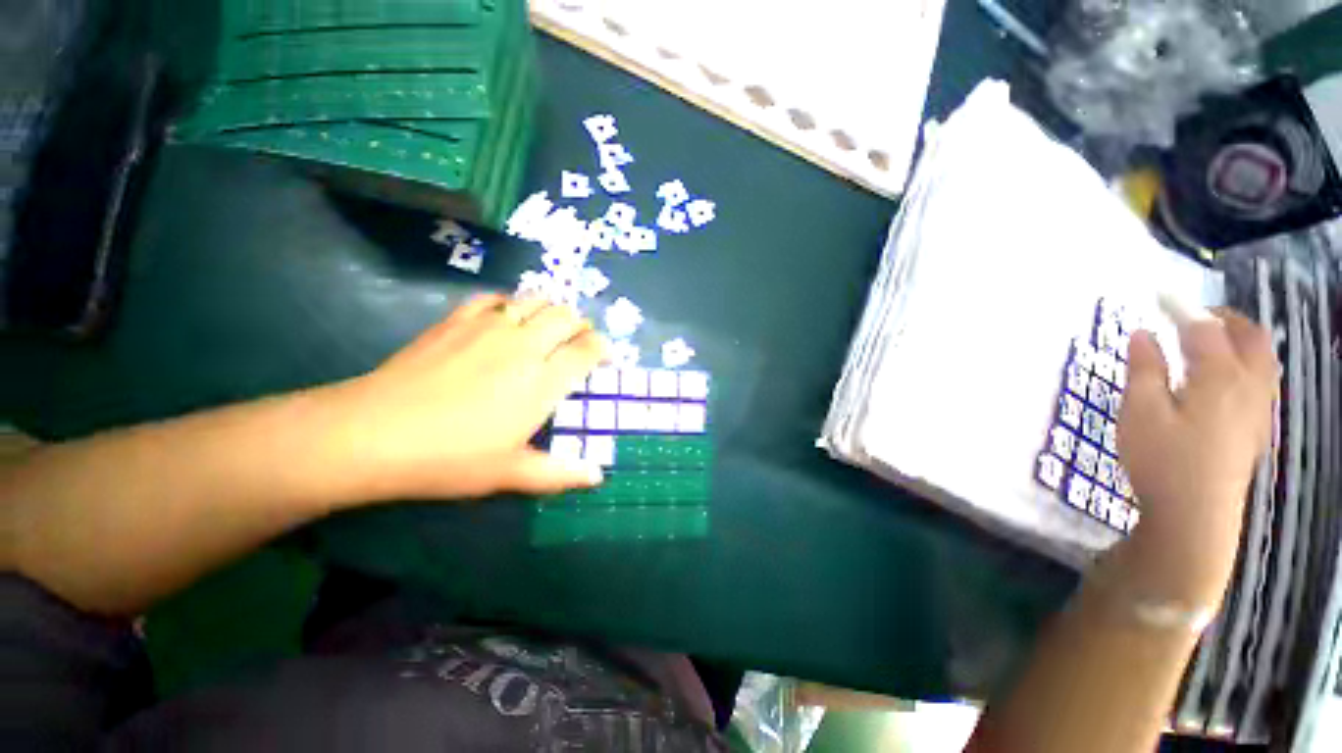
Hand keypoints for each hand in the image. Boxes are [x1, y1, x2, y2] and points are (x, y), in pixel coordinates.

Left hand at [322, 294, 608, 501]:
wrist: (373, 434)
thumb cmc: (450, 458)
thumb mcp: (509, 473)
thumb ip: (559, 473)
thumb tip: (598, 478)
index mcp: (543, 381)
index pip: (587, 350)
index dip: (602, 348)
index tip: (603, 357)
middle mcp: (524, 346)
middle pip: (566, 316)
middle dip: (580, 324)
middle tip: (577, 341)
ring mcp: (489, 327)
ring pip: (535, 300)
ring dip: (550, 309)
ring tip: (548, 327)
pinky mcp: (457, 320)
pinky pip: (495, 298)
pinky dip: (509, 304)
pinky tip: (505, 319)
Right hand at [1116, 309, 1277, 603]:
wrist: (1195, 517)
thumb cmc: (1161, 460)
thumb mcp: (1139, 412)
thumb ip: (1144, 369)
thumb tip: (1143, 333)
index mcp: (1219, 377)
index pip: (1204, 328)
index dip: (1182, 309)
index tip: (1159, 297)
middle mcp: (1248, 385)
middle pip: (1249, 336)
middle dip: (1222, 319)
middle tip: (1190, 318)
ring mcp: (1258, 408)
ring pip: (1263, 357)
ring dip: (1240, 339)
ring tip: (1209, 341)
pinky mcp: (1257, 427)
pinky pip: (1263, 380)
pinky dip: (1248, 363)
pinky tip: (1226, 377)